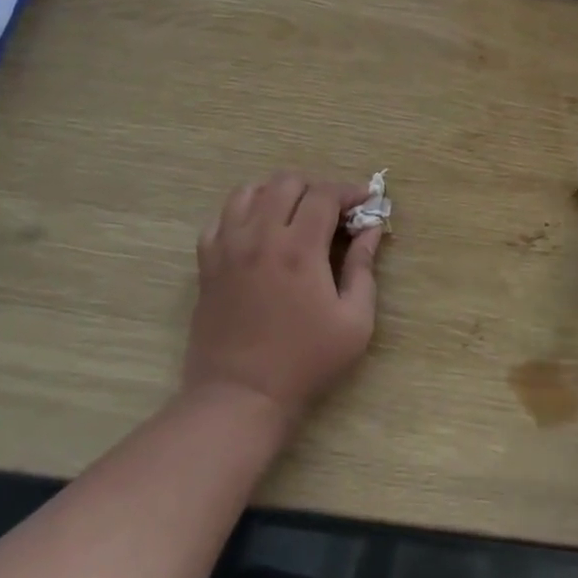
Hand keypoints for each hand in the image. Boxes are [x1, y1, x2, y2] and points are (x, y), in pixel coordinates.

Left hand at [186, 173, 383, 429]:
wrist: (240, 396)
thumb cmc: (306, 362)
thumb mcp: (354, 321)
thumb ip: (364, 267)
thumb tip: (371, 228)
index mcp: (299, 249)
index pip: (324, 194)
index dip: (349, 190)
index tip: (365, 200)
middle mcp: (260, 236)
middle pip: (286, 182)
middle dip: (316, 187)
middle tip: (333, 212)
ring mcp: (228, 247)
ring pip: (249, 191)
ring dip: (277, 193)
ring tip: (294, 215)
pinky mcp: (207, 263)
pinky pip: (221, 217)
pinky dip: (243, 212)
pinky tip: (258, 232)